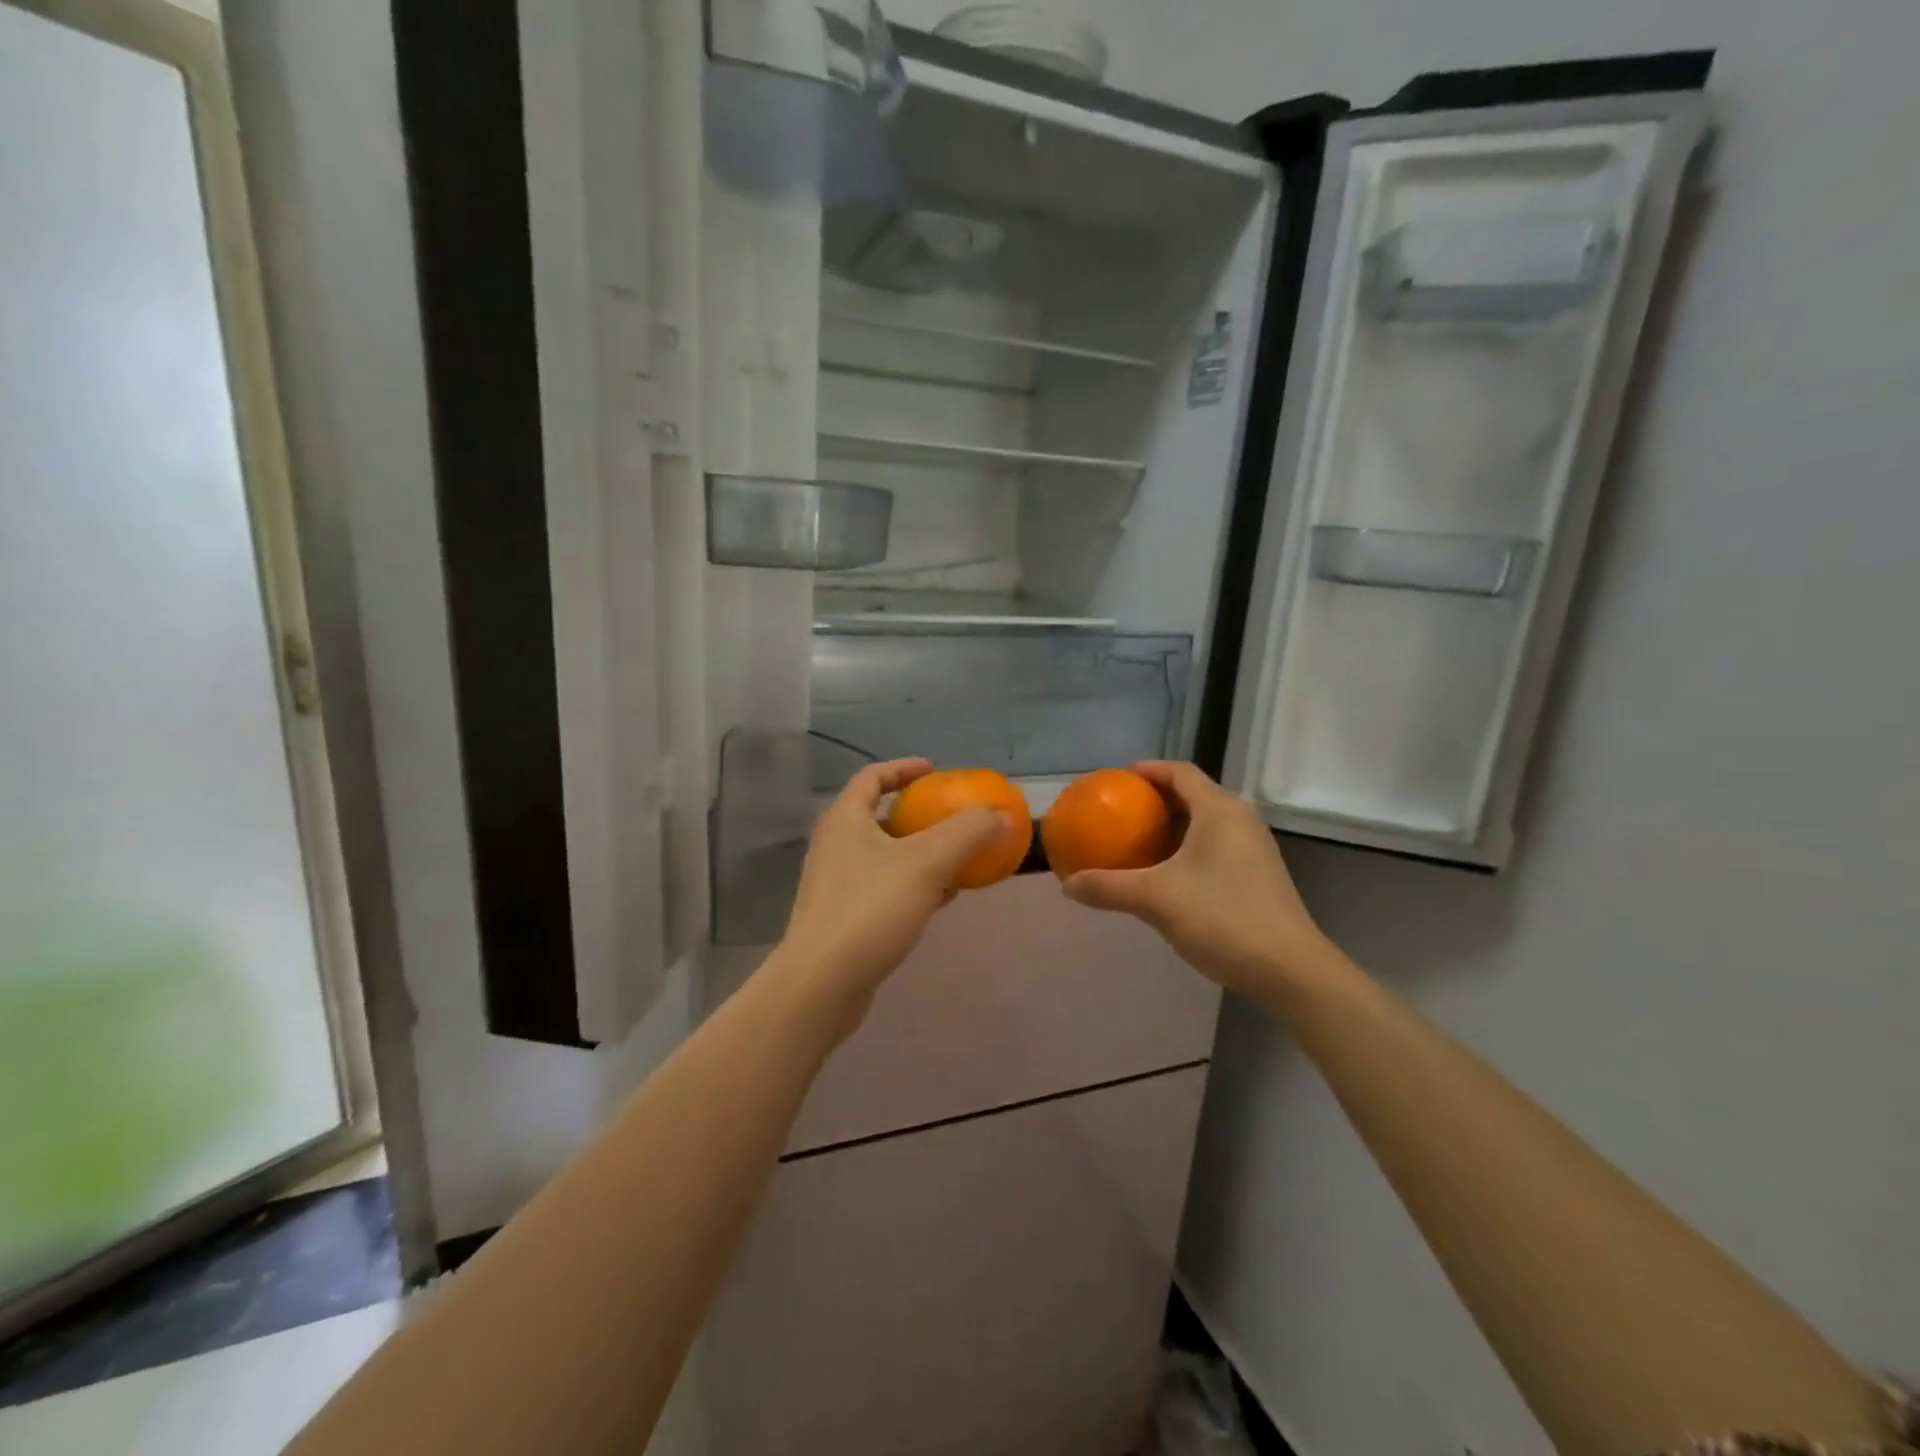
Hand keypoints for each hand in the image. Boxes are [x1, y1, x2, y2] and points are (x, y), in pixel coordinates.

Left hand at [776, 759, 1006, 1017]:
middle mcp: (834, 845)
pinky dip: (912, 884)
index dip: (904, 769)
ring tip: (956, 859)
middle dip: (918, 815)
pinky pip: (883, 887)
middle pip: (879, 816)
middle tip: (952, 818)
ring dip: (919, 852)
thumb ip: (968, 833)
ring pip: (884, 855)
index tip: (936, 771)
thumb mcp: (928, 862)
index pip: (872, 777)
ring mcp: (835, 883)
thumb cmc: (871, 908)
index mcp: (845, 819)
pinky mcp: (842, 917)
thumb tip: (1002, 815)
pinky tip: (940, 900)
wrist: (822, 983)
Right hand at [1061, 761, 1337, 1000]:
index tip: (1119, 778)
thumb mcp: (1155, 899)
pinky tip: (1168, 875)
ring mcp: (1254, 848)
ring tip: (1139, 841)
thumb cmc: (1222, 918)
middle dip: (1157, 799)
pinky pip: (1216, 846)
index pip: (1181, 772)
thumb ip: (1108, 888)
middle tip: (1122, 811)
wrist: (1290, 969)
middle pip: (1194, 795)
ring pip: (1206, 823)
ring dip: (1173, 827)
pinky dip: (1188, 848)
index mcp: (1219, 811)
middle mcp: (1240, 821)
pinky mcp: (1259, 875)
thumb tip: (1067, 884)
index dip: (1148, 770)